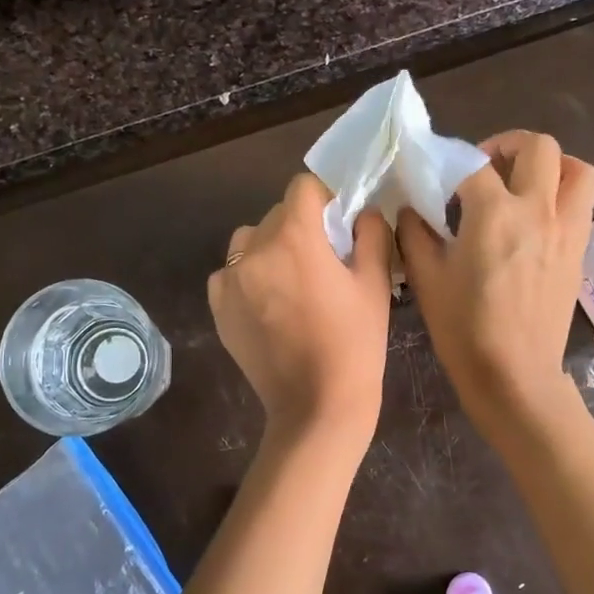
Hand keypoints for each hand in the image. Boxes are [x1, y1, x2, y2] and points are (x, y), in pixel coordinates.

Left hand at [208, 173, 393, 446]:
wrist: (317, 406)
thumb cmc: (355, 344)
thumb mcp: (374, 285)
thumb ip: (371, 235)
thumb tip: (363, 212)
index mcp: (295, 237)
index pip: (303, 187)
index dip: (324, 198)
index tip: (337, 222)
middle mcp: (254, 250)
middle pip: (277, 214)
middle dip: (300, 226)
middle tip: (322, 258)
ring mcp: (230, 280)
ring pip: (249, 241)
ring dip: (269, 247)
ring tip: (291, 279)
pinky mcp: (218, 308)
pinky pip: (229, 274)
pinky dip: (247, 277)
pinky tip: (268, 303)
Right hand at [398, 130, 593, 433]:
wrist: (514, 376)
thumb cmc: (464, 329)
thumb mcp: (426, 279)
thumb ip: (415, 234)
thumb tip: (411, 209)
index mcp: (494, 214)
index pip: (472, 164)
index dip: (450, 162)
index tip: (437, 176)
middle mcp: (538, 211)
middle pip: (540, 147)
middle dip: (509, 145)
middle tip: (486, 167)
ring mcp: (567, 230)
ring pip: (578, 170)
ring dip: (552, 165)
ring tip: (524, 183)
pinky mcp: (579, 251)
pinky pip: (582, 204)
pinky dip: (563, 196)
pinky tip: (534, 221)